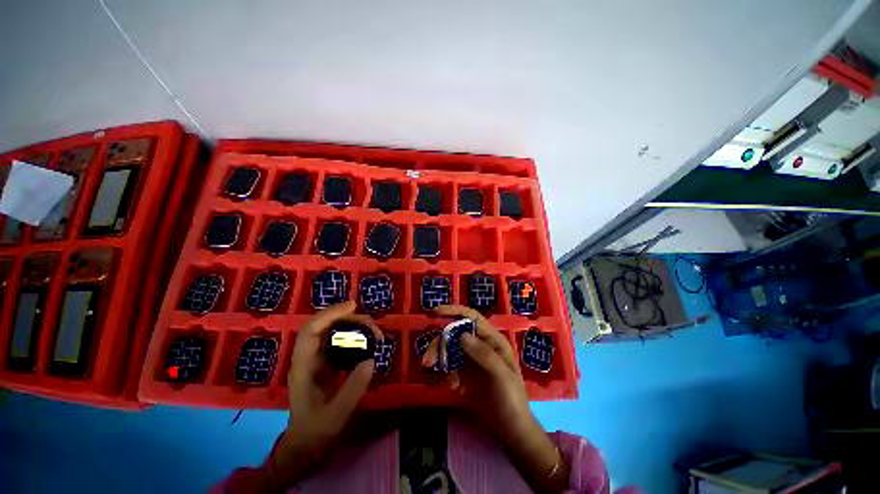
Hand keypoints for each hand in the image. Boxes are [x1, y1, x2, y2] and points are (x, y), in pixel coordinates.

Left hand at [275, 302, 381, 482]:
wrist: (304, 446)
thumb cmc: (315, 432)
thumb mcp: (335, 416)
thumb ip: (353, 388)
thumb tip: (371, 359)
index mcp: (303, 366)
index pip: (311, 330)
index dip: (331, 314)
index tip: (354, 306)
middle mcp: (308, 357)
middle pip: (326, 325)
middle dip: (351, 319)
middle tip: (375, 328)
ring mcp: (317, 358)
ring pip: (334, 330)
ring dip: (355, 326)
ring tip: (375, 334)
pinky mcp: (327, 362)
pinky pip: (340, 340)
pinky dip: (355, 335)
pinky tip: (368, 341)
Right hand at [425, 305, 568, 492]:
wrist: (510, 429)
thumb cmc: (511, 400)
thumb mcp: (501, 376)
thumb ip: (483, 354)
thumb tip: (461, 335)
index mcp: (492, 340)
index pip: (472, 318)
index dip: (454, 311)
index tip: (435, 312)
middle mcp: (481, 344)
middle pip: (455, 333)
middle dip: (440, 344)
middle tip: (428, 360)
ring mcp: (472, 358)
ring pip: (450, 348)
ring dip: (442, 361)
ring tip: (448, 382)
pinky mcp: (466, 372)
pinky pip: (451, 365)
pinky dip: (449, 374)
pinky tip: (456, 388)